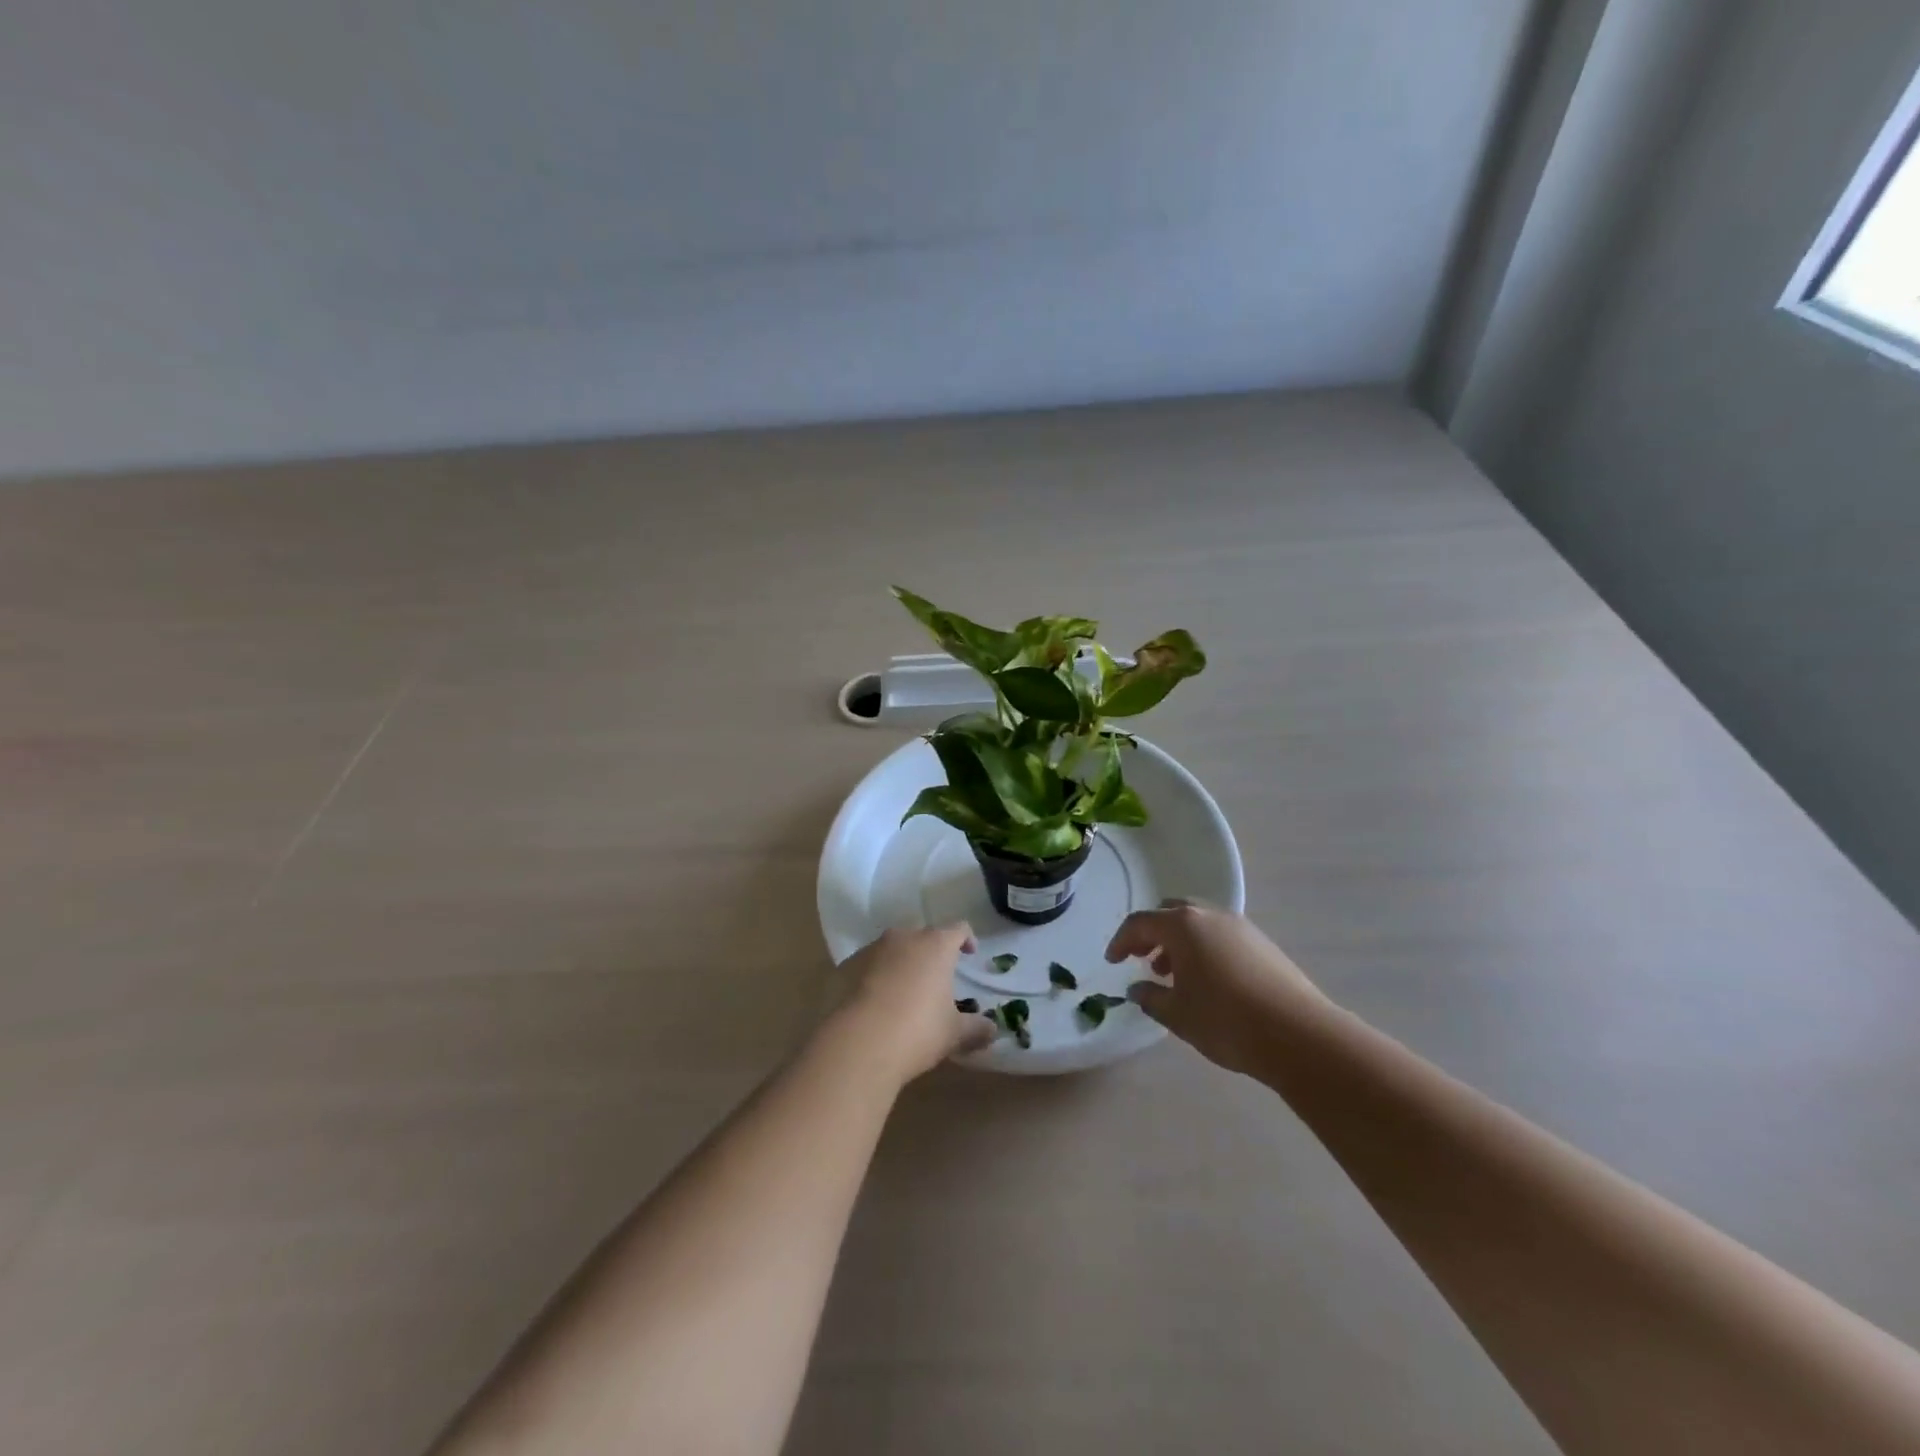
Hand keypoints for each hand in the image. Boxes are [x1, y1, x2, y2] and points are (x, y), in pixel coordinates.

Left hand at [831, 924, 994, 1083]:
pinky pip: (870, 964)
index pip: (958, 929)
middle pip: (924, 936)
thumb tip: (992, 1031)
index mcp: (936, 945)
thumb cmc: (918, 1030)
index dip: (966, 939)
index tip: (969, 954)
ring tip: (906, 991)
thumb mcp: (954, 1033)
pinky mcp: (848, 966)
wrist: (860, 1042)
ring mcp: (873, 949)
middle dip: (932, 952)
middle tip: (937, 978)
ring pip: (895, 948)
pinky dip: (878, 975)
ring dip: (903, 962)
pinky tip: (879, 1001)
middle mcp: (905, 937)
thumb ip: (976, 1028)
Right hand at [1106, 902, 1328, 1075]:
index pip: (1140, 923)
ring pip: (1197, 922)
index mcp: (1182, 925)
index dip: (1121, 941)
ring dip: (1178, 941)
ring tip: (1173, 974)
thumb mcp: (1177, 1014)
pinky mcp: (1262, 943)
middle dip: (1151, 933)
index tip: (1112, 962)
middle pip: (1170, 912)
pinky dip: (1203, 948)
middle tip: (1141, 959)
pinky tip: (1207, 980)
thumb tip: (1138, 988)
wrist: (1298, 1035)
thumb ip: (1150, 997)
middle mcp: (1209, 915)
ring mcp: (1239, 926)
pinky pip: (1220, 935)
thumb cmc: (1225, 1020)